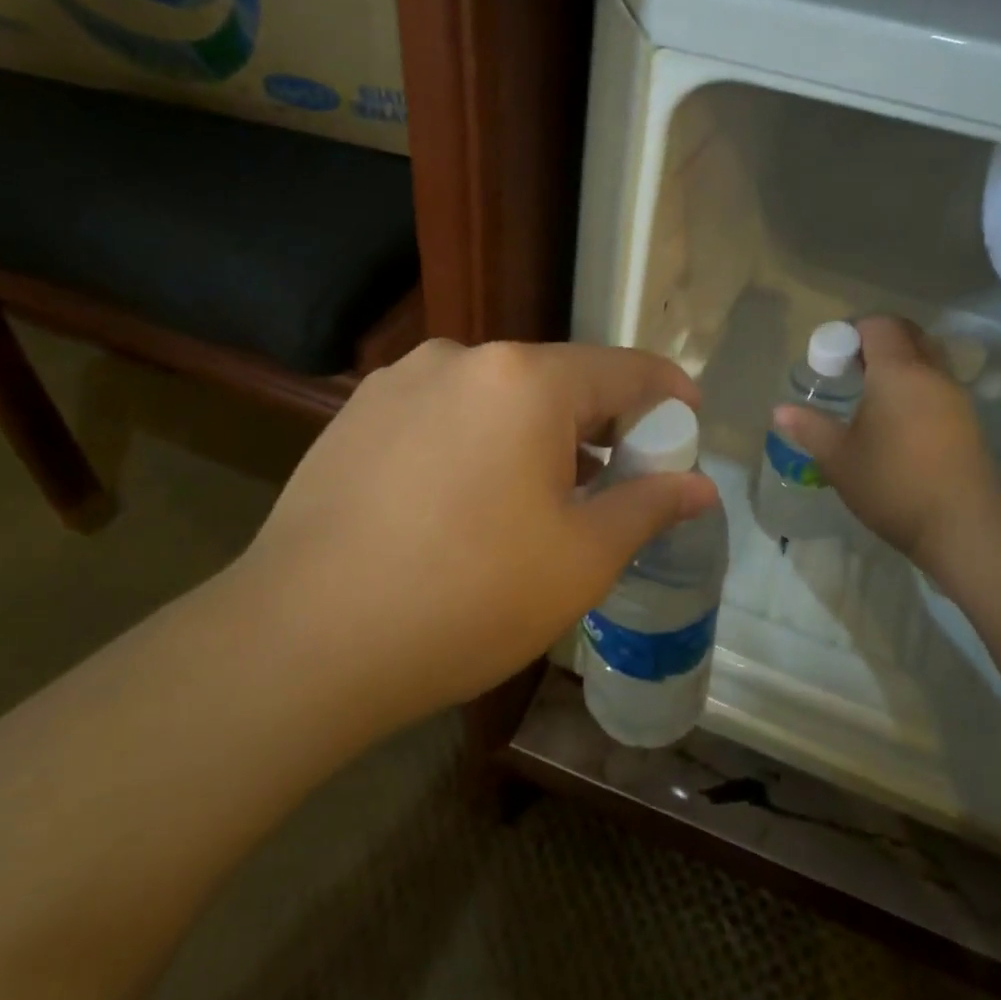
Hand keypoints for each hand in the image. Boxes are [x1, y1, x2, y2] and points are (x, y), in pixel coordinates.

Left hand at [230, 340, 719, 724]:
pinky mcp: (356, 416)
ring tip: (538, 501)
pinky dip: (476, 444)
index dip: (668, 394)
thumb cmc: (466, 598)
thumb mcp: (580, 560)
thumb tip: (698, 485)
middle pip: (557, 382)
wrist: (302, 641)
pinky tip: (463, 503)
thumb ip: (649, 507)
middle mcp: (459, 358)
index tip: (689, 420)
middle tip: (618, 483)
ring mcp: (398, 382)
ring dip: (534, 436)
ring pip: (496, 399)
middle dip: (599, 425)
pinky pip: (443, 415)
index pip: (624, 369)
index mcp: (524, 380)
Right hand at [772, 317, 1000, 584]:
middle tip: (850, 370)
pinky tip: (898, 421)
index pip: (879, 325)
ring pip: (928, 358)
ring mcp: (956, 396)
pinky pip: (938, 384)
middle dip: (877, 342)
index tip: (831, 358)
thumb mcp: (839, 458)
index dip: (852, 331)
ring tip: (872, 396)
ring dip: (900, 364)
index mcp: (897, 372)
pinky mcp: (969, 420)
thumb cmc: (893, 484)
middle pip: (908, 334)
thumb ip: (809, 428)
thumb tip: (780, 410)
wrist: (964, 526)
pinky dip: (917, 386)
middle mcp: (932, 373)